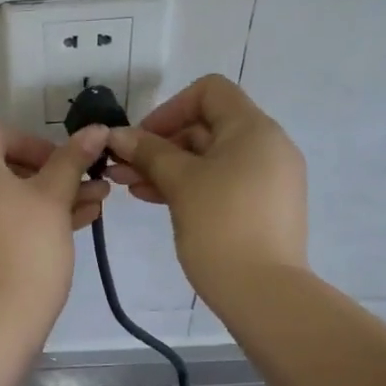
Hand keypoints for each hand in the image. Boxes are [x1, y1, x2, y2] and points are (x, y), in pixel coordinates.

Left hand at [0, 121, 110, 319]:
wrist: (1, 315)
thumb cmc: (29, 245)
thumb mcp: (55, 197)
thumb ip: (72, 159)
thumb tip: (95, 129)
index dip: (34, 140)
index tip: (63, 162)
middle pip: (6, 164)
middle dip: (52, 171)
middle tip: (86, 183)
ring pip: (10, 195)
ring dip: (52, 194)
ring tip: (96, 204)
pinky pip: (3, 219)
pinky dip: (34, 216)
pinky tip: (79, 223)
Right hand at [103, 75, 306, 297]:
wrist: (265, 293)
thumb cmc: (220, 226)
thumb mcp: (179, 183)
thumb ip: (148, 152)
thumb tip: (118, 134)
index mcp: (254, 129)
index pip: (210, 91)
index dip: (170, 108)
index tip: (142, 139)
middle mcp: (267, 146)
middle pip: (206, 126)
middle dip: (160, 144)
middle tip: (122, 167)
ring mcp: (268, 178)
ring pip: (209, 158)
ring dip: (167, 167)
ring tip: (128, 187)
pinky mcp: (263, 207)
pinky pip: (221, 182)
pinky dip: (188, 185)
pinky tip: (154, 199)